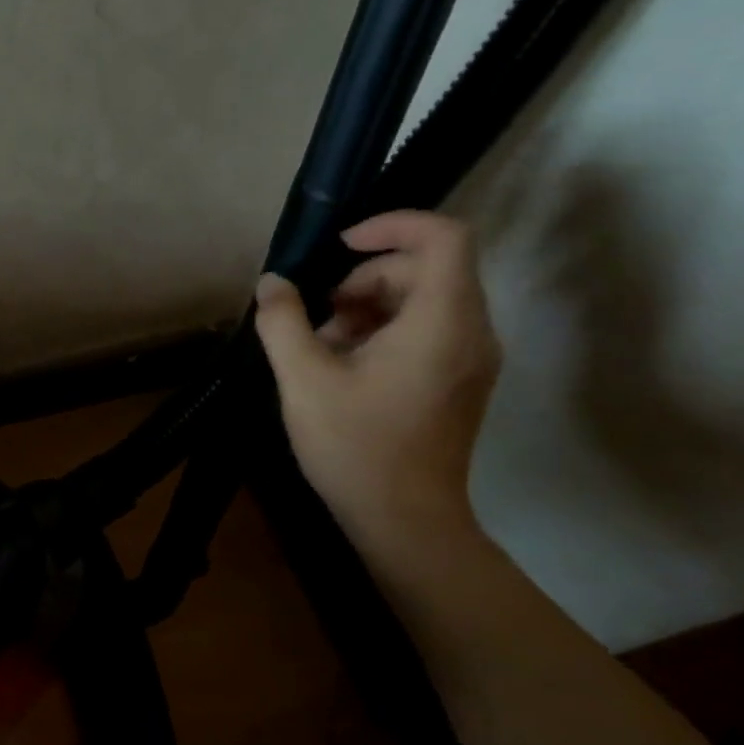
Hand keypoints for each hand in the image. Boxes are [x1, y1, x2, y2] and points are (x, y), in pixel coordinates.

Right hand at [253, 211, 500, 546]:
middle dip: (363, 280)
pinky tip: (342, 367)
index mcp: (442, 322)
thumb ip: (283, 322)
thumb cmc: (354, 446)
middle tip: (317, 318)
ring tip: (321, 348)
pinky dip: (382, 332)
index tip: (339, 247)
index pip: (442, 236)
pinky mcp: (458, 380)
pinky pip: (426, 330)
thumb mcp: (304, 380)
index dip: (391, 225)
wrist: (404, 519)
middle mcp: (471, 331)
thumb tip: (272, 283)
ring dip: (367, 308)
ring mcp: (470, 358)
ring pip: (423, 300)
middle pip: (426, 269)